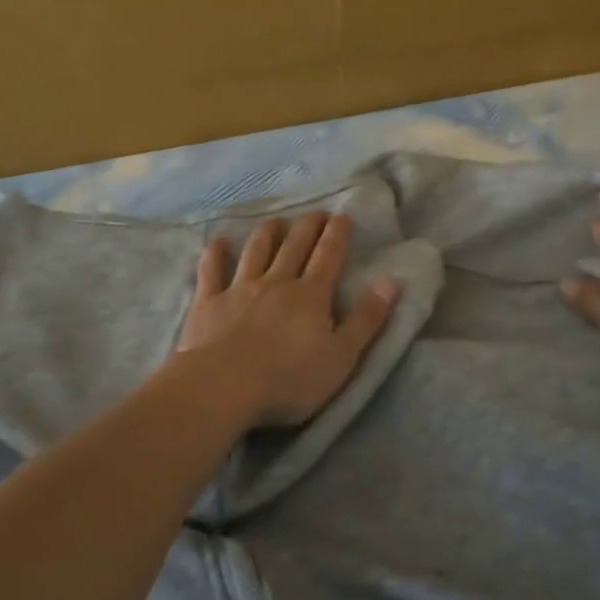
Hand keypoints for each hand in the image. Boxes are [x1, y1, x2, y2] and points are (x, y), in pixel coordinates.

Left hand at [175, 212, 398, 427]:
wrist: (224, 386)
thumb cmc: (290, 379)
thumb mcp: (341, 356)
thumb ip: (366, 319)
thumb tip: (390, 282)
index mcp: (311, 296)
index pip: (328, 256)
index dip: (337, 234)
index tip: (342, 215)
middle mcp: (277, 282)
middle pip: (294, 246)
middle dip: (307, 227)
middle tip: (315, 213)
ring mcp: (240, 289)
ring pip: (256, 251)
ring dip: (267, 233)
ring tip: (275, 220)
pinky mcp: (209, 302)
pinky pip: (212, 270)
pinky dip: (215, 254)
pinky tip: (218, 242)